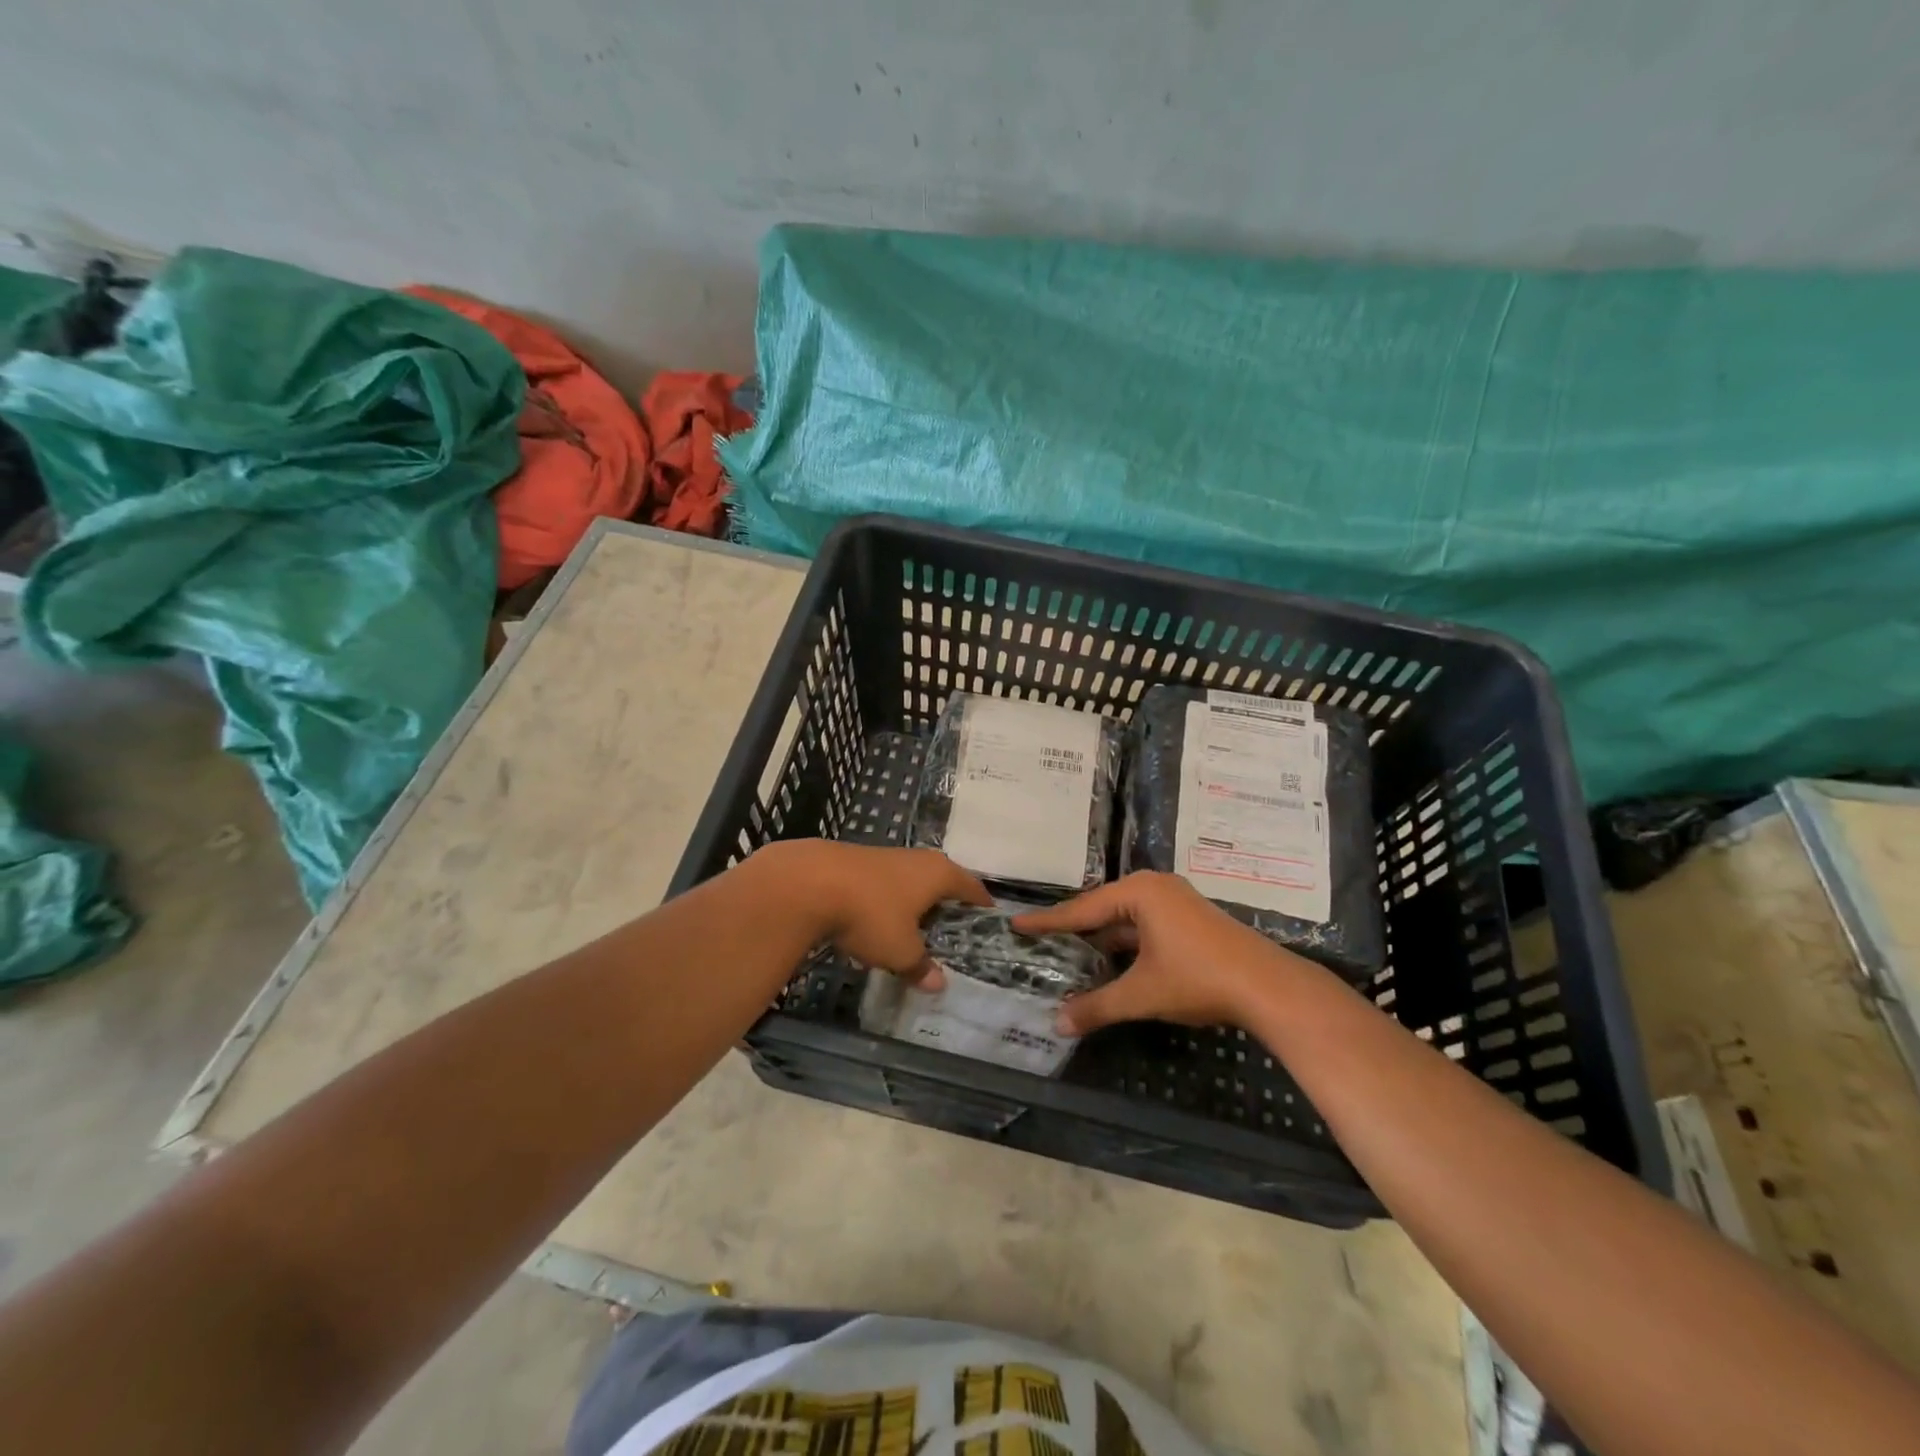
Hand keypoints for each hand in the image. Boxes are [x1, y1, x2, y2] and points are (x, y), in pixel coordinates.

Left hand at [756, 841, 990, 987]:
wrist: (809, 882)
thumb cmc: (871, 914)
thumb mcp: (900, 951)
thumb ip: (920, 966)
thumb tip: (938, 984)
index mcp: (939, 873)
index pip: (972, 887)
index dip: (981, 906)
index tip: (988, 922)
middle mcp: (918, 859)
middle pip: (942, 881)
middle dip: (947, 905)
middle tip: (951, 933)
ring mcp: (887, 856)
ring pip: (911, 881)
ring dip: (914, 903)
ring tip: (915, 930)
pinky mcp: (858, 861)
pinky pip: (885, 884)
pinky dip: (888, 901)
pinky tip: (878, 920)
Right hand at [1013, 871, 1321, 1033]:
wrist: (1268, 987)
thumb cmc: (1198, 979)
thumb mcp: (1142, 994)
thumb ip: (1097, 1006)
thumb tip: (1057, 1023)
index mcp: (1139, 892)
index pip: (1082, 909)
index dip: (1048, 922)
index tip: (1017, 924)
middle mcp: (1155, 887)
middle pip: (1103, 909)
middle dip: (1074, 928)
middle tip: (1040, 940)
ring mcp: (1176, 901)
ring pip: (1126, 918)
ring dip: (1101, 938)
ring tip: (1069, 954)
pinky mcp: (1190, 919)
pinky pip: (1145, 925)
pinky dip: (1125, 943)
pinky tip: (1111, 961)